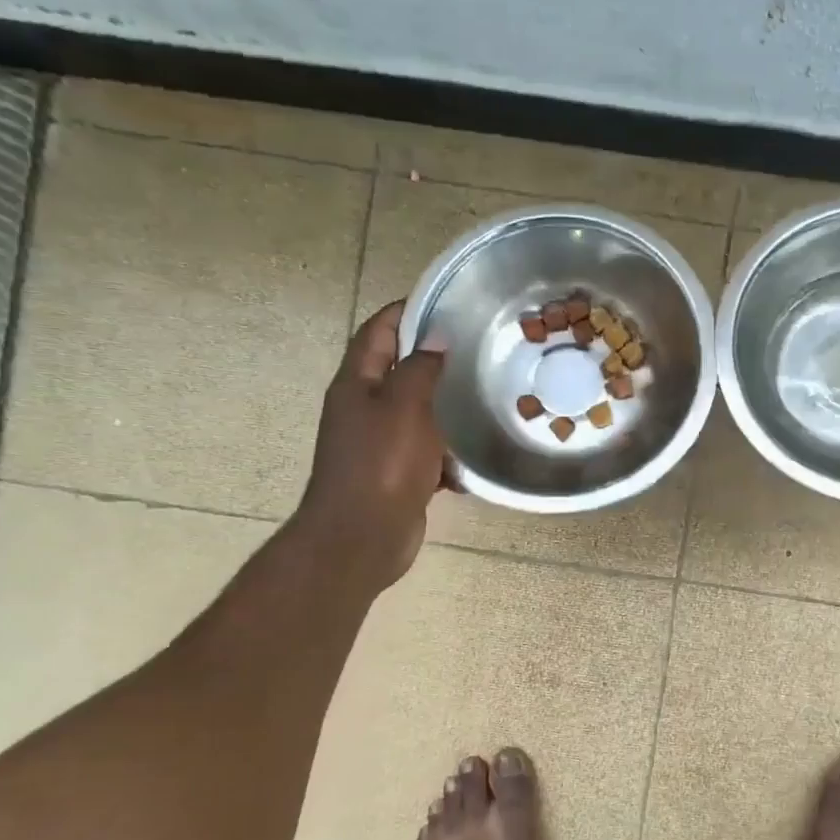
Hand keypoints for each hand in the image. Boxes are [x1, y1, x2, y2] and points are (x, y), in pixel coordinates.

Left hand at [294, 301, 446, 595]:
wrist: (362, 538)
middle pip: (397, 371)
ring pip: (415, 414)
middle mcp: (362, 409)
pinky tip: (472, 455)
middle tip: (475, 348)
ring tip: (483, 395)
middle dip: (431, 359)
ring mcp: (378, 444)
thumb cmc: (381, 464)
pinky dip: (446, 452)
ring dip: (443, 407)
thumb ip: (420, 368)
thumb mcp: (404, 406)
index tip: (444, 301)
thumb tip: (435, 339)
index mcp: (356, 384)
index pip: (377, 331)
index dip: (404, 311)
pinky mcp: (396, 474)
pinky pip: (425, 453)